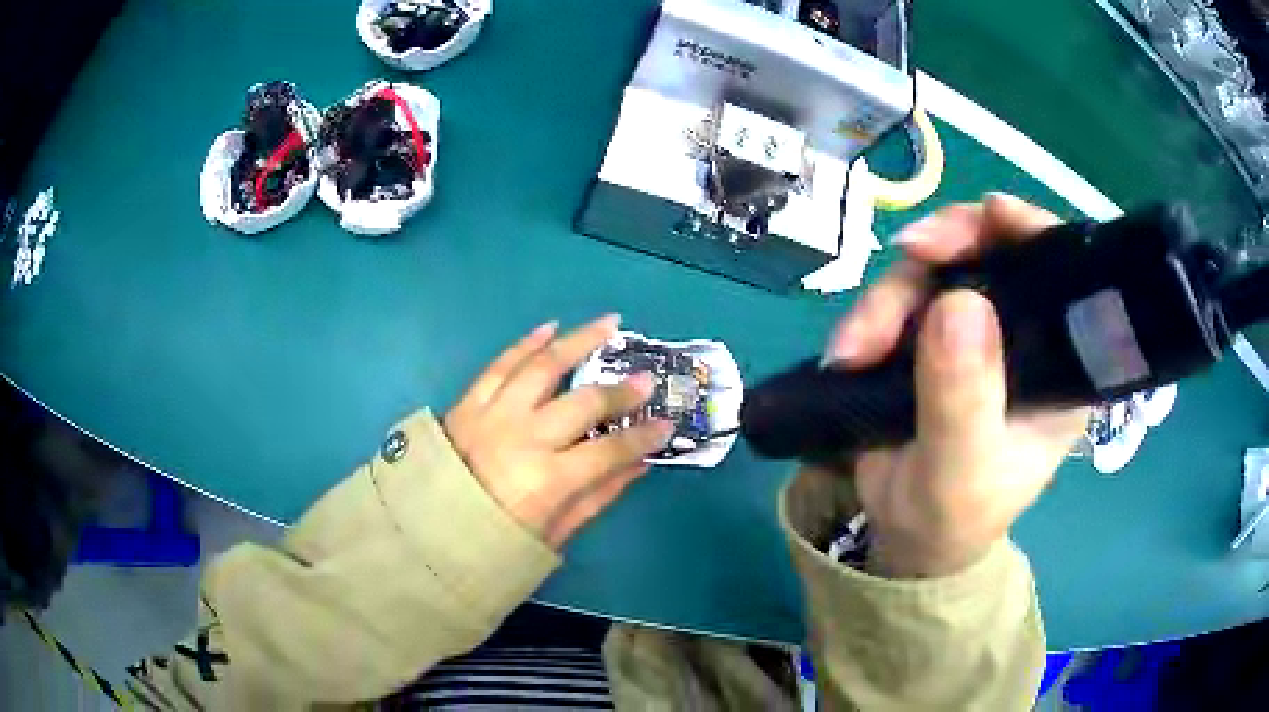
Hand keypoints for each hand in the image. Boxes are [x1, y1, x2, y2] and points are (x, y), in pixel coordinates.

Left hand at [444, 315, 673, 548]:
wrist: (424, 535)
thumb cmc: (494, 544)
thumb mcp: (554, 534)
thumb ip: (598, 496)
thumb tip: (638, 464)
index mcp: (547, 481)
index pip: (610, 449)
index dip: (644, 436)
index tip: (667, 424)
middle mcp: (523, 439)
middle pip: (583, 403)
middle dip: (621, 390)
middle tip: (645, 379)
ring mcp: (493, 415)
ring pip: (542, 367)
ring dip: (578, 341)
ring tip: (608, 324)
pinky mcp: (468, 403)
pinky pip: (500, 365)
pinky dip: (526, 344)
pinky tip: (549, 328)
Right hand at [823, 193, 1090, 577]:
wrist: (906, 534)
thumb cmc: (951, 515)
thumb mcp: (960, 471)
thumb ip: (964, 399)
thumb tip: (959, 301)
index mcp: (1060, 364)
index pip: (1065, 275)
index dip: (1034, 232)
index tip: (992, 216)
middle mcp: (1025, 334)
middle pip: (994, 252)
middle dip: (947, 247)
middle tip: (906, 254)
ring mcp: (976, 328)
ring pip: (937, 269)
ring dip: (889, 299)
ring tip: (852, 352)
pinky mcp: (932, 332)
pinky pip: (902, 295)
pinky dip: (870, 314)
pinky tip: (848, 351)